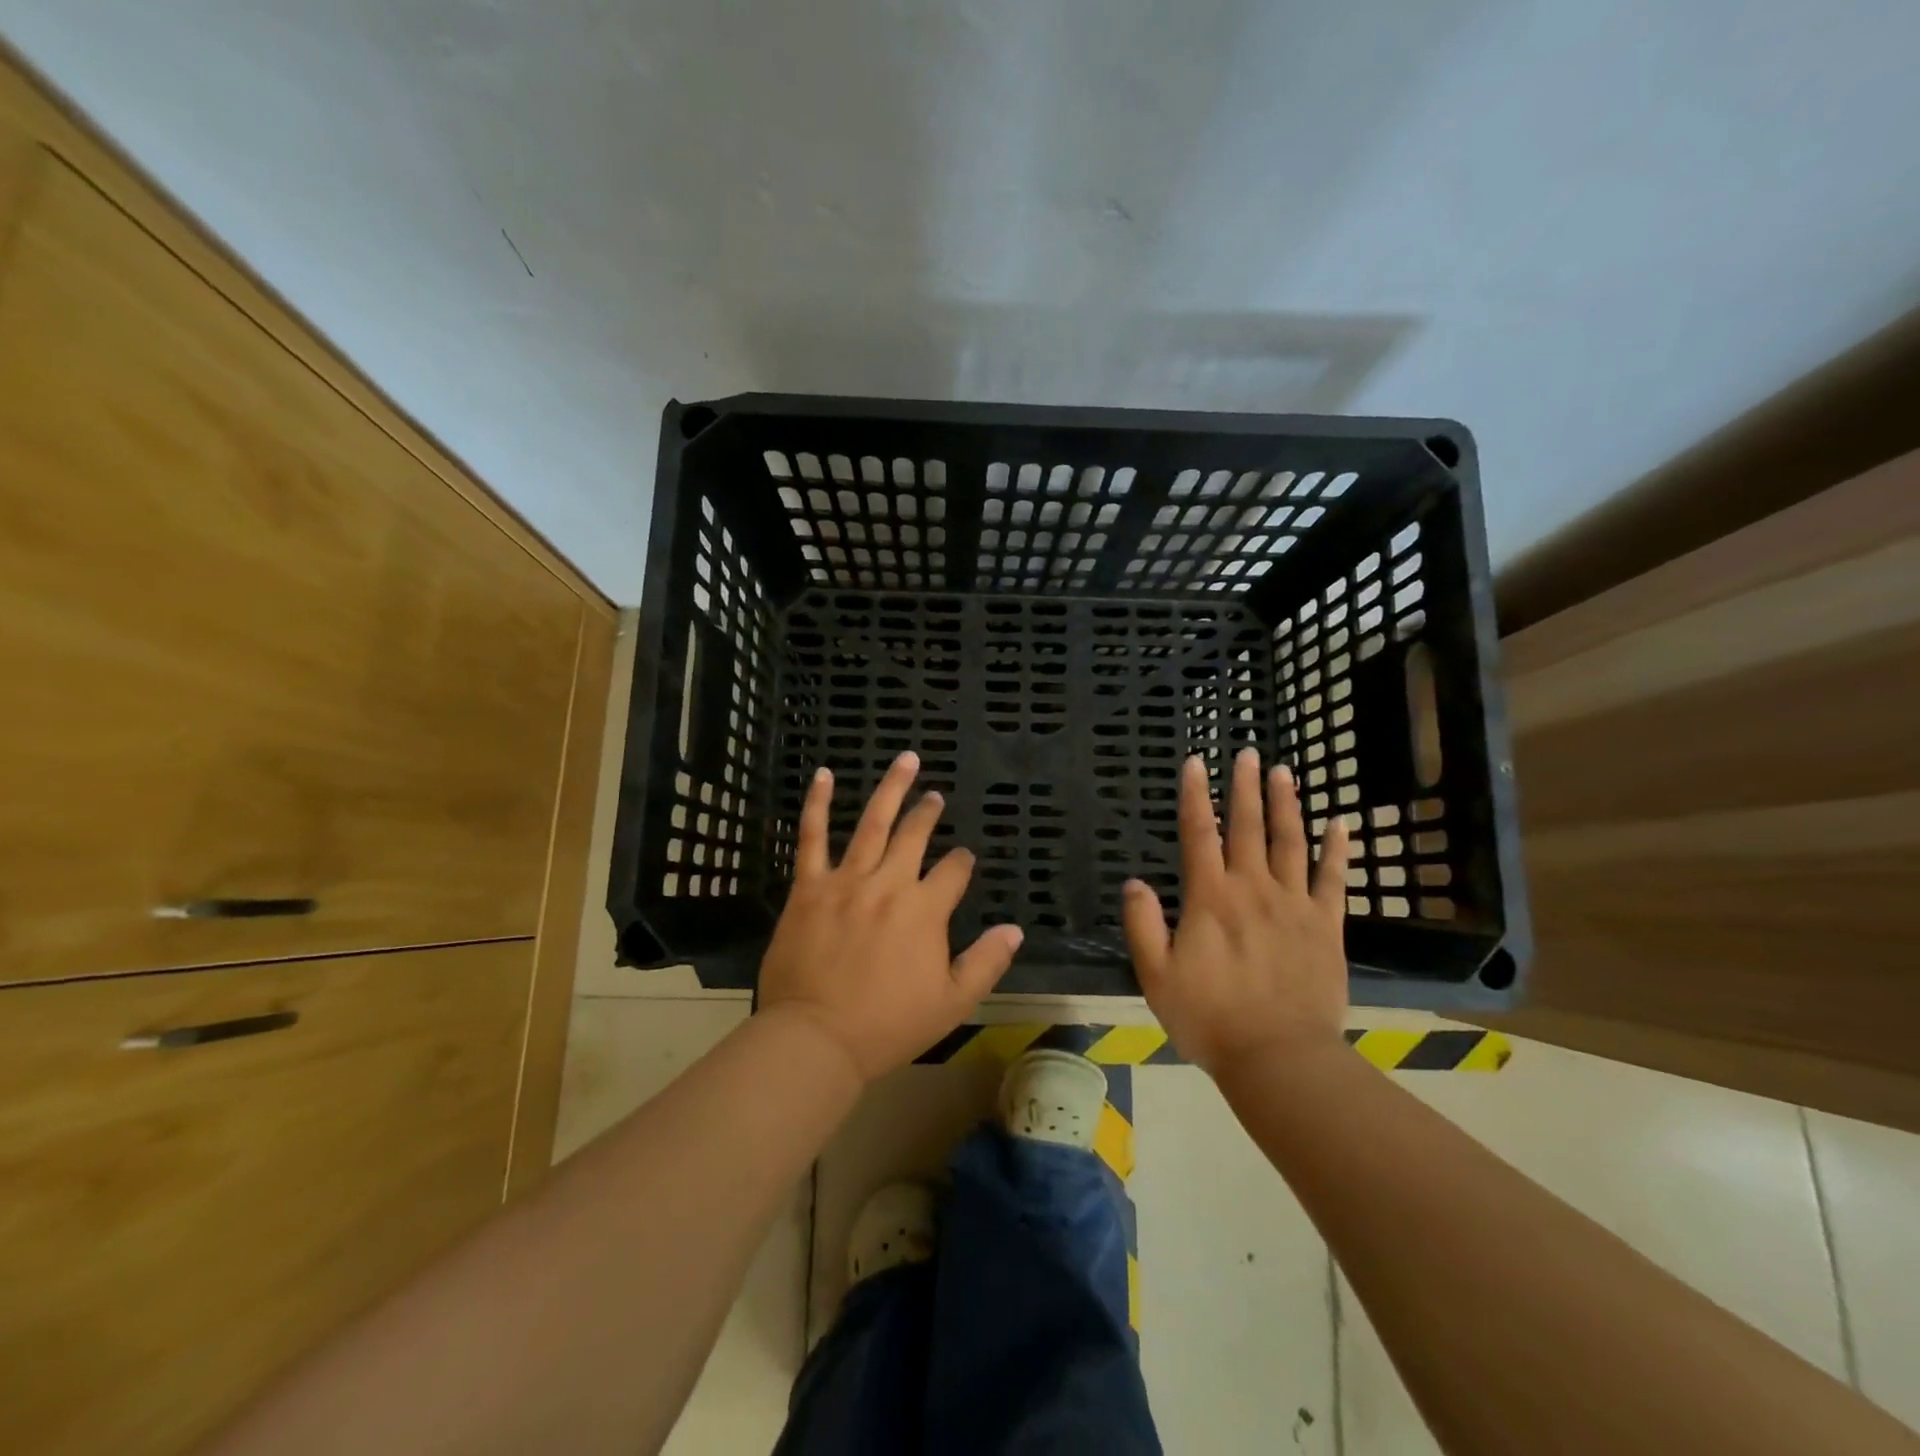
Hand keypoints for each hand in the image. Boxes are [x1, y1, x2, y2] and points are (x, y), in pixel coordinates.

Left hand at [758, 752, 1023, 1082]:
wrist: (816, 1038)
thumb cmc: (888, 1025)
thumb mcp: (952, 1002)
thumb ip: (986, 963)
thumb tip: (1015, 930)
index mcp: (925, 910)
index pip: (952, 872)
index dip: (961, 863)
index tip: (963, 861)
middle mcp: (889, 884)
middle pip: (915, 836)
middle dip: (929, 812)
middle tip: (934, 796)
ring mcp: (847, 881)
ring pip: (872, 823)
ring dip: (891, 789)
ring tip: (906, 761)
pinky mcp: (809, 887)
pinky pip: (812, 837)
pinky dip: (818, 804)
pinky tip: (824, 775)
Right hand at [1122, 747, 1350, 1075]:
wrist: (1279, 1057)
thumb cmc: (1210, 1018)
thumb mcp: (1156, 976)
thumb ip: (1143, 925)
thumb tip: (1135, 882)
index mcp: (1209, 898)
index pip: (1199, 834)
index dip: (1196, 796)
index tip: (1196, 763)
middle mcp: (1252, 889)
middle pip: (1248, 827)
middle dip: (1245, 787)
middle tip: (1248, 753)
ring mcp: (1294, 905)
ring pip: (1289, 843)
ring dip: (1286, 805)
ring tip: (1284, 772)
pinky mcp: (1325, 927)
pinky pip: (1333, 880)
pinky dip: (1336, 850)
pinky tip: (1340, 824)